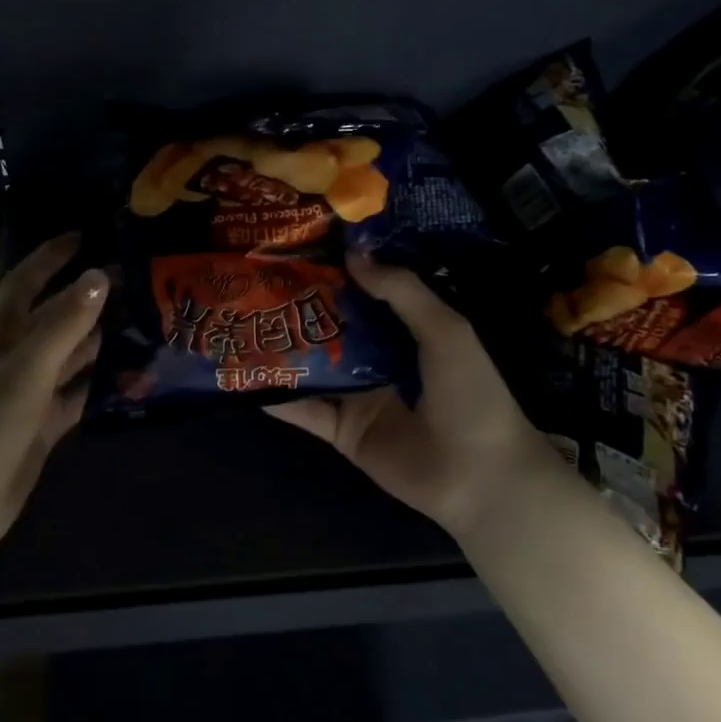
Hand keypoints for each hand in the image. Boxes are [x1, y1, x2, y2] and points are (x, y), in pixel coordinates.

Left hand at [0, 234, 107, 566]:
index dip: (53, 256)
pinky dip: (100, 381)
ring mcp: (28, 391)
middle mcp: (13, 355)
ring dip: (99, 336)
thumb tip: (99, 275)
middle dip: (88, 295)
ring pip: (69, 352)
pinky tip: (133, 372)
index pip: (26, 280)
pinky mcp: (42, 423)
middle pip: (54, 314)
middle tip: (136, 277)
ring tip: (143, 317)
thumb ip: (63, 323)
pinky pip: (77, 391)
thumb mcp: (26, 371)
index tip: (88, 234)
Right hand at [269, 253, 568, 536]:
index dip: (339, 270)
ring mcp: (357, 396)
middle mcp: (378, 360)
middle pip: (332, 327)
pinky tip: (245, 376)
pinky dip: (277, 396)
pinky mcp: (341, 431)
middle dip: (300, 305)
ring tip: (240, 320)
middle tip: (258, 277)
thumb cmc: (471, 394)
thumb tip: (353, 253)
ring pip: (312, 366)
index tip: (302, 246)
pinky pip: (304, 410)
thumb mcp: (445, 329)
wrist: (479, 476)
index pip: (366, 294)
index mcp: (408, 332)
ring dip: (282, 348)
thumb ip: (401, 290)